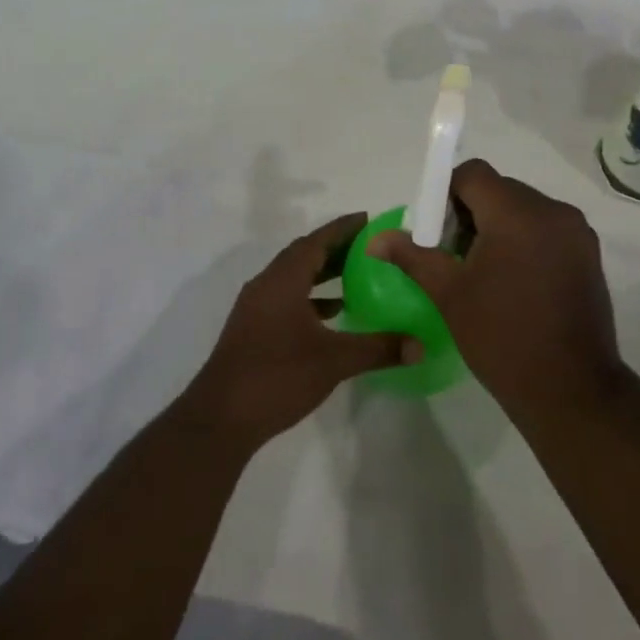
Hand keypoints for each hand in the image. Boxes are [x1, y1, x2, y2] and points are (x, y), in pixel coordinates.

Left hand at [182, 213, 412, 449]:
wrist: (220, 419)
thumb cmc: (277, 377)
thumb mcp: (334, 361)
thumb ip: (378, 348)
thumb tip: (420, 345)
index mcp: (283, 280)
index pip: (316, 241)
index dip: (343, 228)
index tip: (369, 220)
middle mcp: (266, 285)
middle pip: (304, 255)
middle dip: (336, 248)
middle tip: (370, 247)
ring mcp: (255, 308)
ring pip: (293, 278)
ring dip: (322, 274)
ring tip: (357, 277)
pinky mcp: (252, 330)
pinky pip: (286, 299)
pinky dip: (310, 299)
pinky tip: (331, 316)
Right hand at [369, 159, 628, 429]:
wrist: (571, 390)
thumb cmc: (502, 338)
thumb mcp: (450, 294)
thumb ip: (413, 256)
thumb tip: (377, 239)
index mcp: (517, 213)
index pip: (474, 174)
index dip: (446, 192)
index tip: (435, 229)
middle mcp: (552, 211)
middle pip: (500, 189)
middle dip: (471, 211)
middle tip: (452, 252)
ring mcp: (576, 232)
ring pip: (524, 208)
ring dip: (499, 225)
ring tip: (482, 269)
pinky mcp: (589, 253)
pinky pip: (547, 228)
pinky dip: (524, 239)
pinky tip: (513, 279)